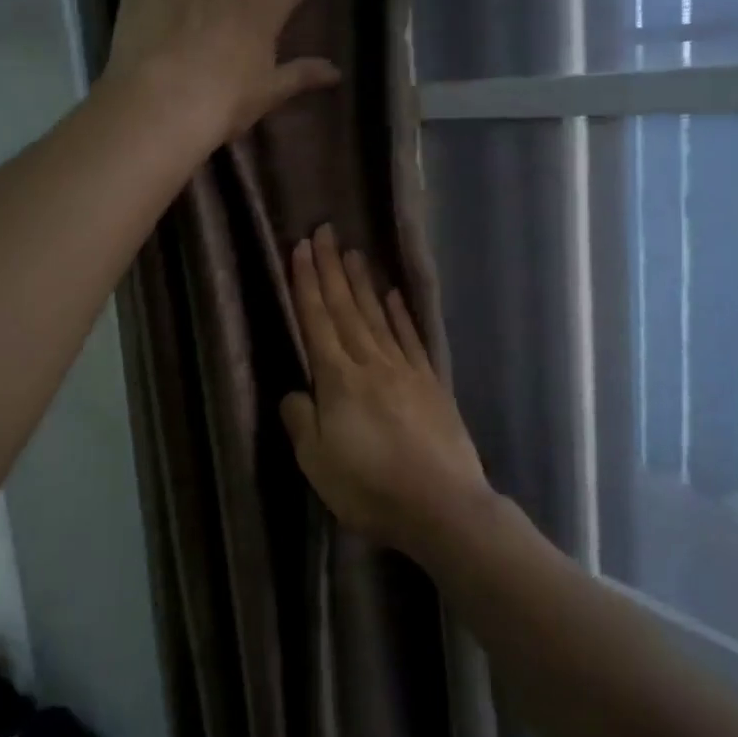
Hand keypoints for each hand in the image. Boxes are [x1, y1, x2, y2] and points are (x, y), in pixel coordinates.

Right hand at [281, 226, 491, 552]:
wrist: (442, 505)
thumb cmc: (371, 488)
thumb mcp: (317, 463)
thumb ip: (301, 421)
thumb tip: (295, 391)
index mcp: (338, 379)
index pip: (317, 320)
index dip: (307, 283)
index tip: (302, 248)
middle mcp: (370, 363)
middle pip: (346, 308)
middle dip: (331, 269)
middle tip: (324, 231)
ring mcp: (405, 370)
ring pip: (377, 316)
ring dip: (362, 283)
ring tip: (354, 252)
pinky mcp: (431, 383)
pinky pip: (411, 338)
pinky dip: (400, 314)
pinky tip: (393, 296)